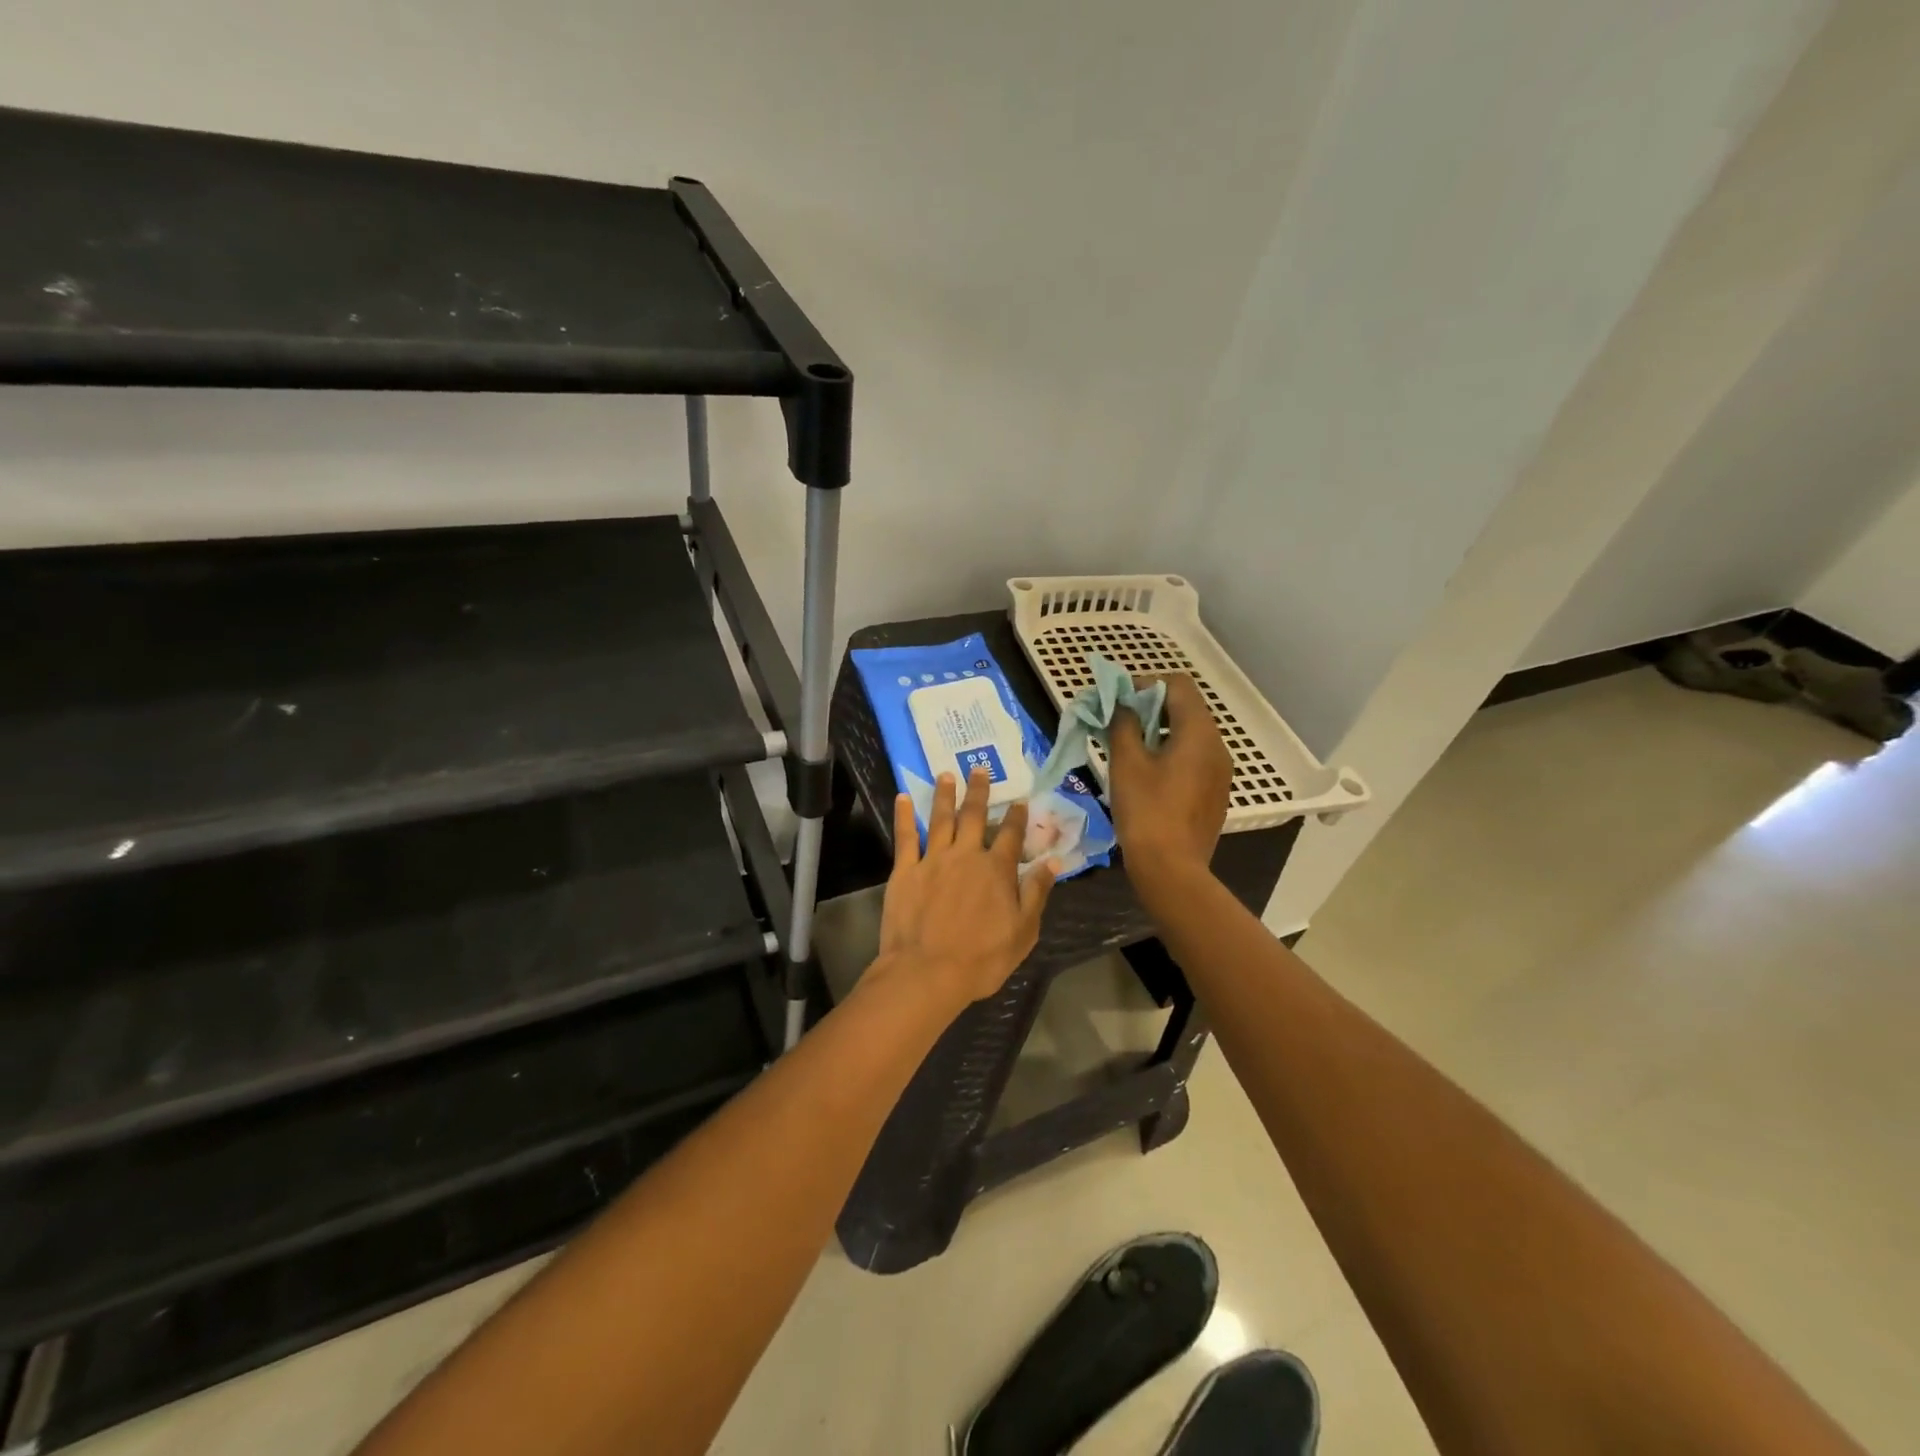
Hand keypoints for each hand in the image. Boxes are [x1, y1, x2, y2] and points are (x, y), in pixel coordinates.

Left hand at [874, 768, 1056, 1007]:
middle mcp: (966, 855)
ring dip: (945, 794)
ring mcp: (933, 859)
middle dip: (979, 791)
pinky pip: (905, 836)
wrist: (928, 971)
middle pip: (974, 816)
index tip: (1019, 800)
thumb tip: (1054, 861)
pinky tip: (904, 797)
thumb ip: (1037, 892)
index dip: (1016, 816)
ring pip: (941, 818)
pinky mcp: (905, 870)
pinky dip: (905, 815)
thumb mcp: (1023, 931)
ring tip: (946, 774)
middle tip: (979, 768)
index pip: (1010, 835)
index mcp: (996, 870)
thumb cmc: (981, 958)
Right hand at [1106, 673, 1231, 896]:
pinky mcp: (1215, 793)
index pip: (1178, 685)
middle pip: (1187, 708)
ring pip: (1191, 734)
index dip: (1147, 684)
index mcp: (1199, 733)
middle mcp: (1217, 747)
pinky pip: (1195, 758)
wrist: (1171, 869)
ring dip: (1161, 730)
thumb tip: (1121, 705)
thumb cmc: (1146, 811)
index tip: (1119, 699)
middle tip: (1119, 720)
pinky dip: (1172, 752)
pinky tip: (1148, 773)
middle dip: (1151, 707)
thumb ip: (1123, 724)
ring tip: (1129, 746)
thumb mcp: (1126, 763)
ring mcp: (1220, 772)